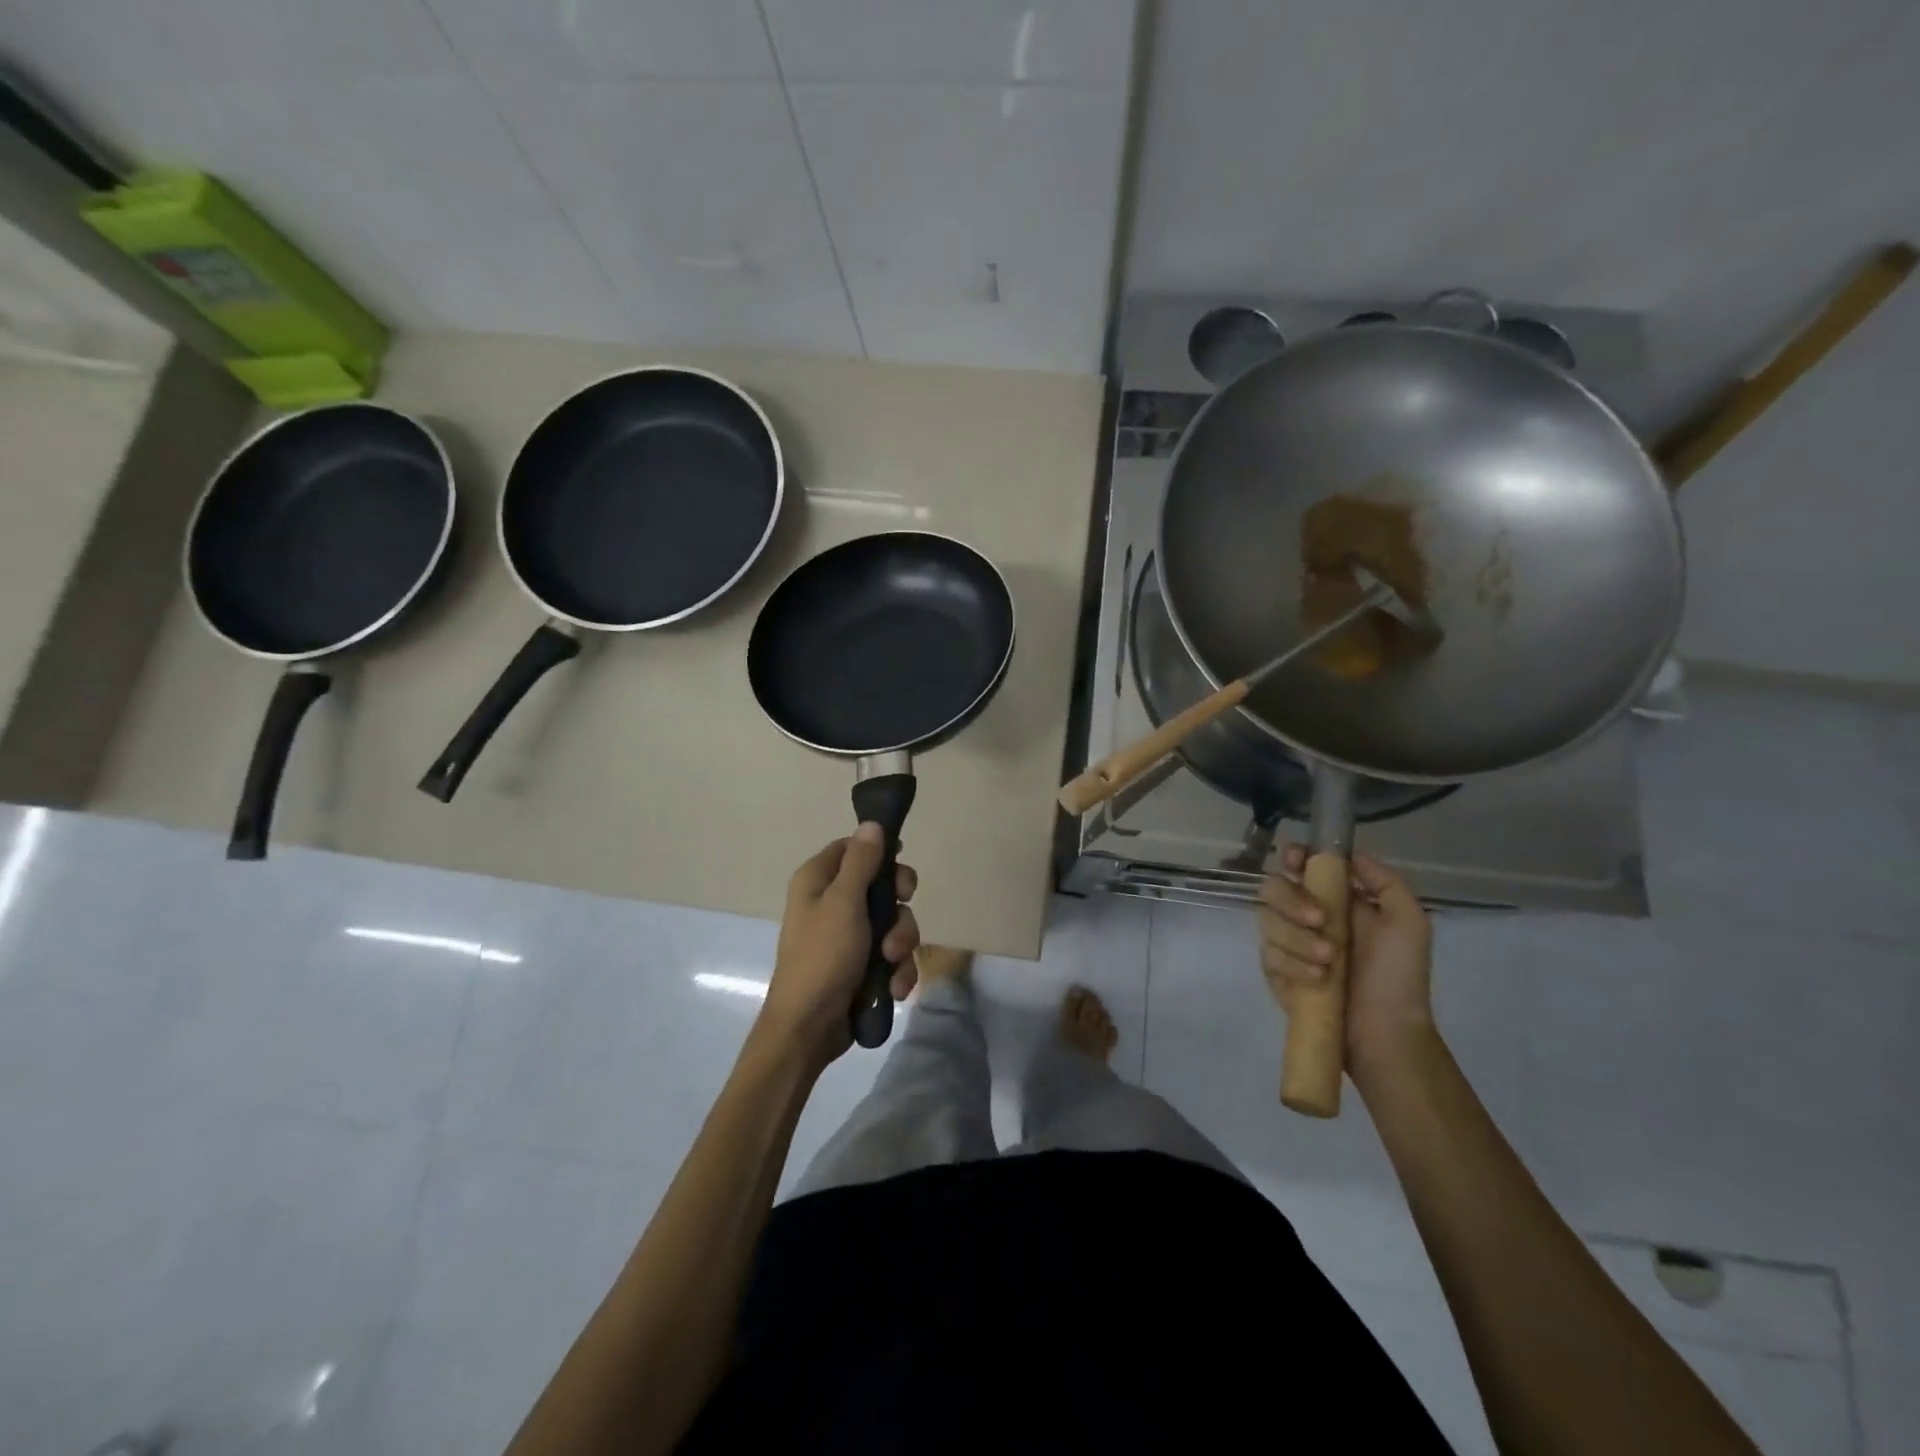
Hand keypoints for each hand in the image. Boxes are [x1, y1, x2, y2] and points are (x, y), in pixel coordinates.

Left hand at [760, 823, 919, 1065]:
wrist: (808, 1028)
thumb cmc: (822, 956)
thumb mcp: (844, 903)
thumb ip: (862, 862)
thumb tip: (871, 823)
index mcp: (818, 880)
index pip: (852, 848)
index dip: (879, 852)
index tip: (901, 862)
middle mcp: (831, 903)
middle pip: (879, 885)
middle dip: (897, 906)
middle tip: (900, 914)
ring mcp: (846, 936)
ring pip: (891, 923)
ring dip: (900, 942)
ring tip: (891, 962)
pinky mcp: (860, 965)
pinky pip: (890, 955)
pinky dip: (896, 969)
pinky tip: (895, 987)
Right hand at [1258, 845, 1433, 1078]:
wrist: (1386, 1034)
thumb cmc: (1399, 977)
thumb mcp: (1409, 923)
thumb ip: (1384, 881)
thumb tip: (1350, 854)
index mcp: (1335, 900)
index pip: (1301, 865)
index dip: (1293, 857)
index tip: (1296, 861)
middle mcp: (1305, 916)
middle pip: (1273, 888)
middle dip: (1292, 901)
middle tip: (1320, 921)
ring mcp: (1287, 944)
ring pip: (1268, 922)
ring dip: (1299, 940)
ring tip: (1329, 962)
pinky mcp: (1275, 972)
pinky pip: (1269, 956)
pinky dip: (1293, 965)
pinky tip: (1317, 981)